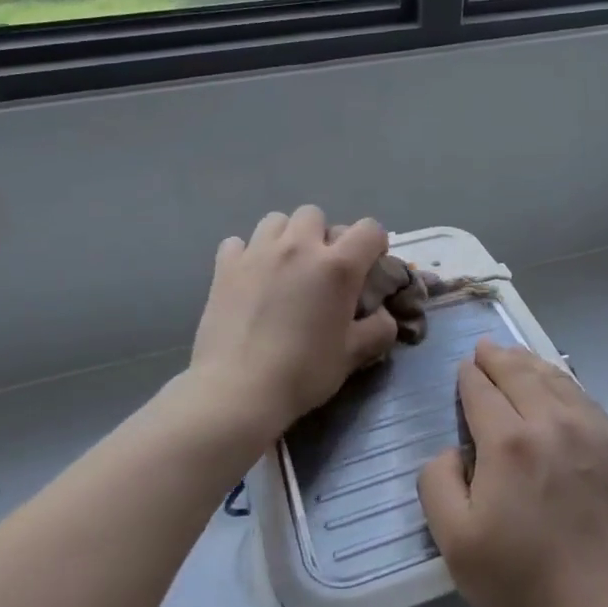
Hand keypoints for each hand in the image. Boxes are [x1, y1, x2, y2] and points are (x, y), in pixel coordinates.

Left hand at [188, 208, 398, 443]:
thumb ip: (378, 329)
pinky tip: (248, 278)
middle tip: (320, 269)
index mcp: (337, 266)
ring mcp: (258, 252)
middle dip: (322, 236)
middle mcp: (299, 247)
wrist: (238, 391)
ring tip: (283, 268)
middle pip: (316, 215)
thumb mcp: (353, 356)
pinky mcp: (224, 267)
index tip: (368, 268)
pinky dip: (246, 254)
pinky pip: (238, 243)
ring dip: (285, 237)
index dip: (374, 245)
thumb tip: (383, 315)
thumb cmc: (303, 372)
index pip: (369, 229)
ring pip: (276, 221)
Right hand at [418, 339, 607, 606]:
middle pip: (520, 374)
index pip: (482, 391)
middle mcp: (552, 422)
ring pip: (556, 380)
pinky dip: (565, 384)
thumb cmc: (526, 582)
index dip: (469, 377)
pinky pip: (587, 401)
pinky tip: (560, 387)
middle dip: (498, 357)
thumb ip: (438, 484)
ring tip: (518, 357)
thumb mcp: (456, 544)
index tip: (464, 368)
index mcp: (508, 441)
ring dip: (531, 364)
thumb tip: (450, 450)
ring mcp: (594, 431)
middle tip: (486, 347)